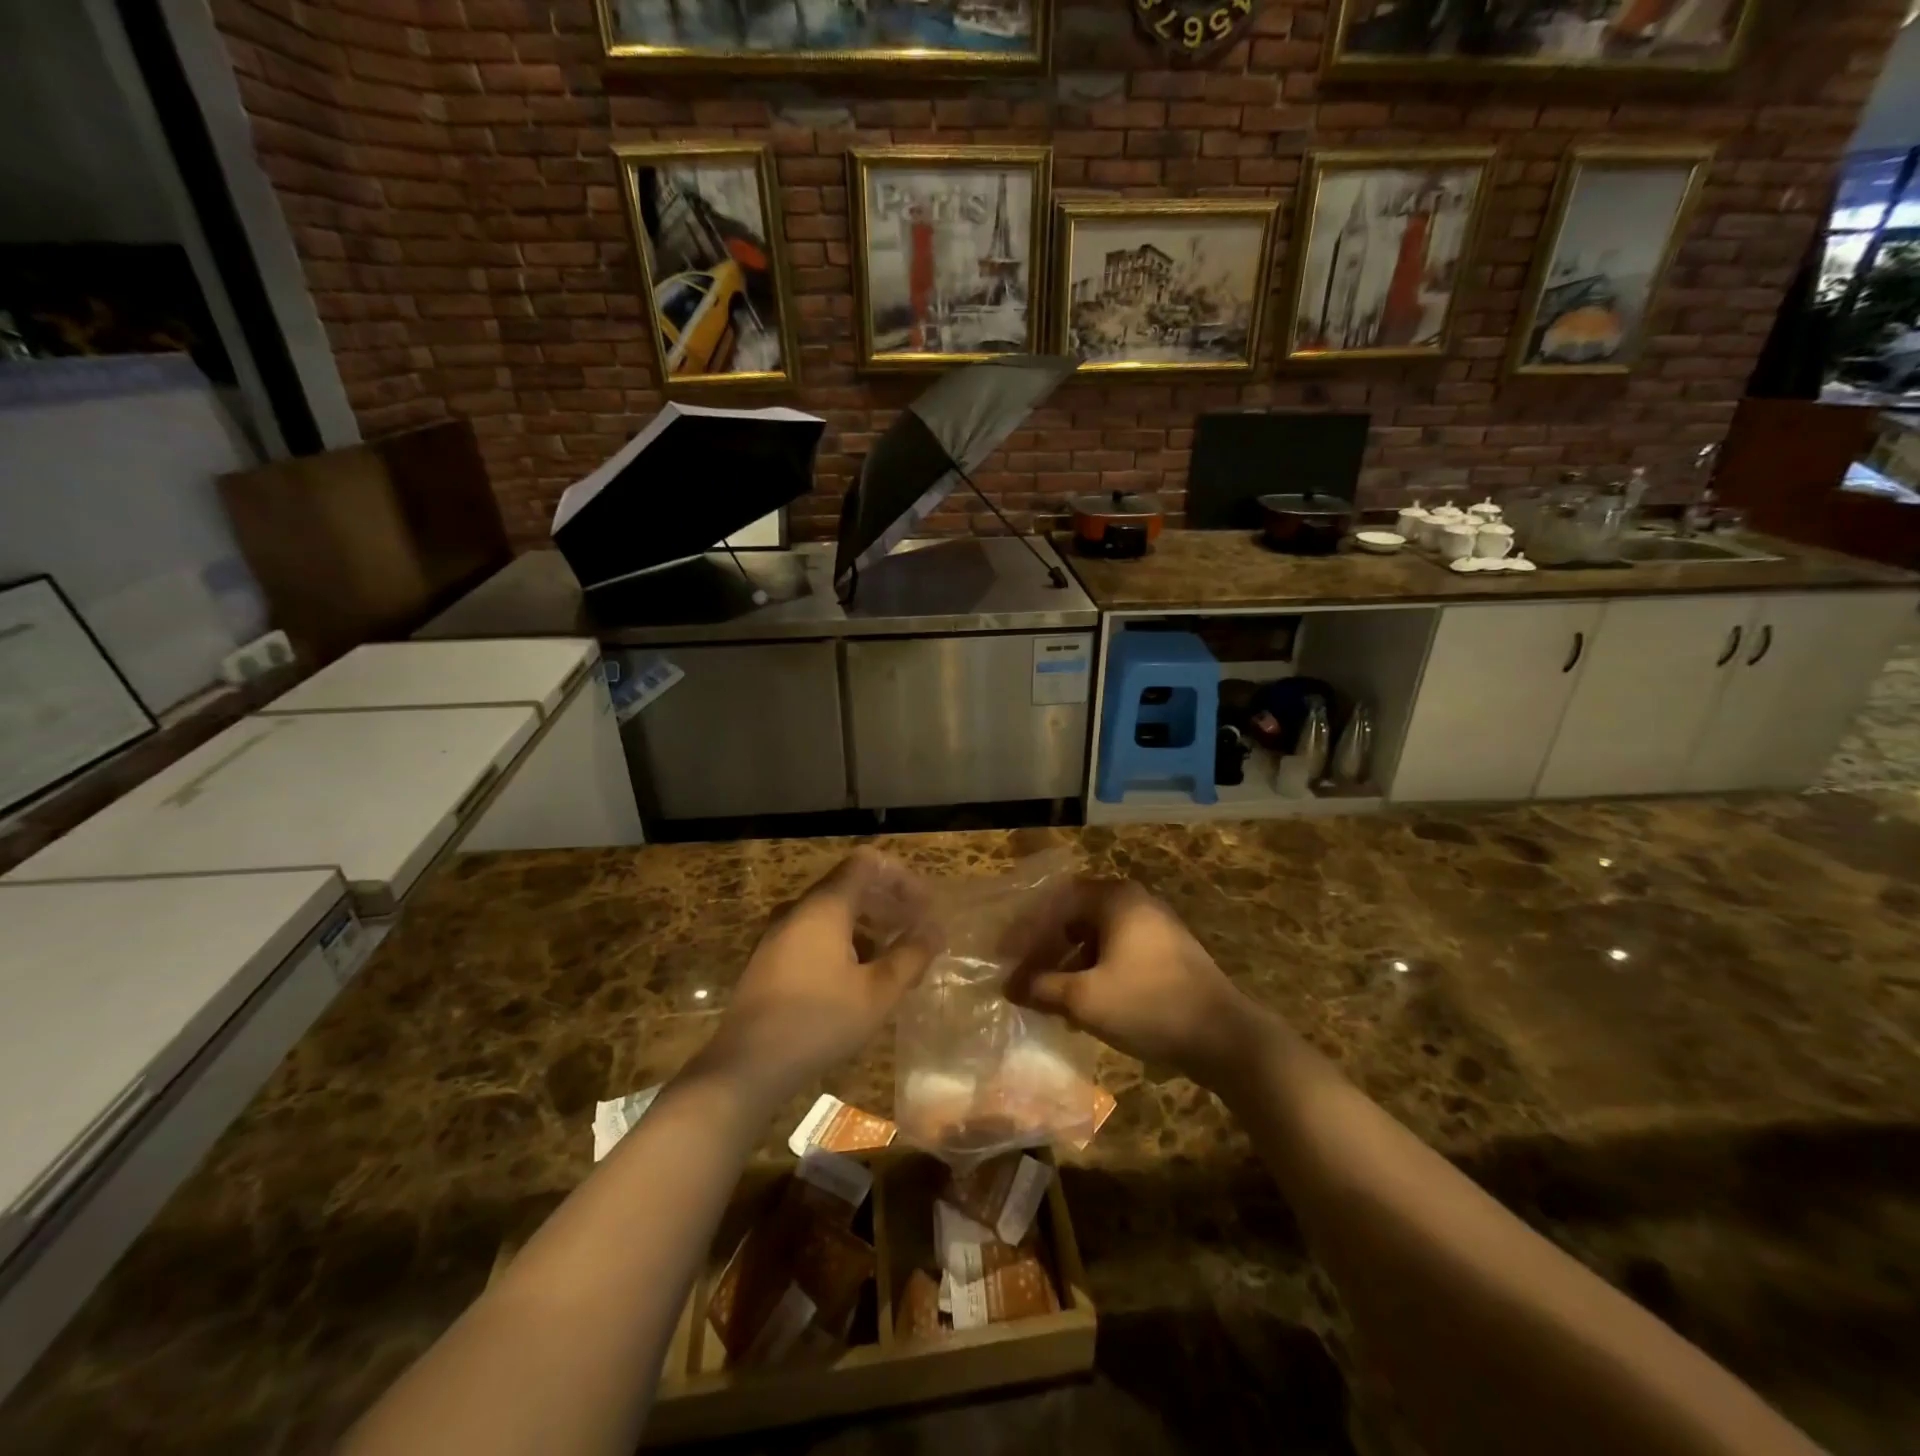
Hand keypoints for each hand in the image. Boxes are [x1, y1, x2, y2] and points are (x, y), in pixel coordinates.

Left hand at [703, 850, 938, 1100]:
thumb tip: (936, 929)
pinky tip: (860, 979)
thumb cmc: (819, 1021)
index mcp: (824, 906)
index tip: (925, 907)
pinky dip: (845, 943)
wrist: (746, 1065)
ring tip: (895, 960)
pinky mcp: (771, 960)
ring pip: (833, 914)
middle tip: (918, 933)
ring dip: (869, 928)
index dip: (901, 878)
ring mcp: (779, 934)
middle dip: (889, 905)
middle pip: (850, 887)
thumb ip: (911, 955)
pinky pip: (815, 935)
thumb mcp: (878, 992)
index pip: (867, 864)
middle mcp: (799, 910)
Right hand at [1001, 877, 1263, 1085]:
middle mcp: (1134, 901)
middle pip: (1075, 917)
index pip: (1054, 902)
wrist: (1224, 1036)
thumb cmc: (1148, 1004)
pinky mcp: (1167, 952)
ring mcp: (1155, 925)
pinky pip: (1118, 951)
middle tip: (1023, 975)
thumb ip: (1041, 988)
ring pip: (1096, 937)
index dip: (1025, 930)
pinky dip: (1094, 970)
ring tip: (1048, 995)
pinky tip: (1084, 1003)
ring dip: (1069, 962)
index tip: (1004, 957)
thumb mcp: (1085, 999)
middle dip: (1046, 947)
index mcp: (1114, 898)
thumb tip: (1009, 986)